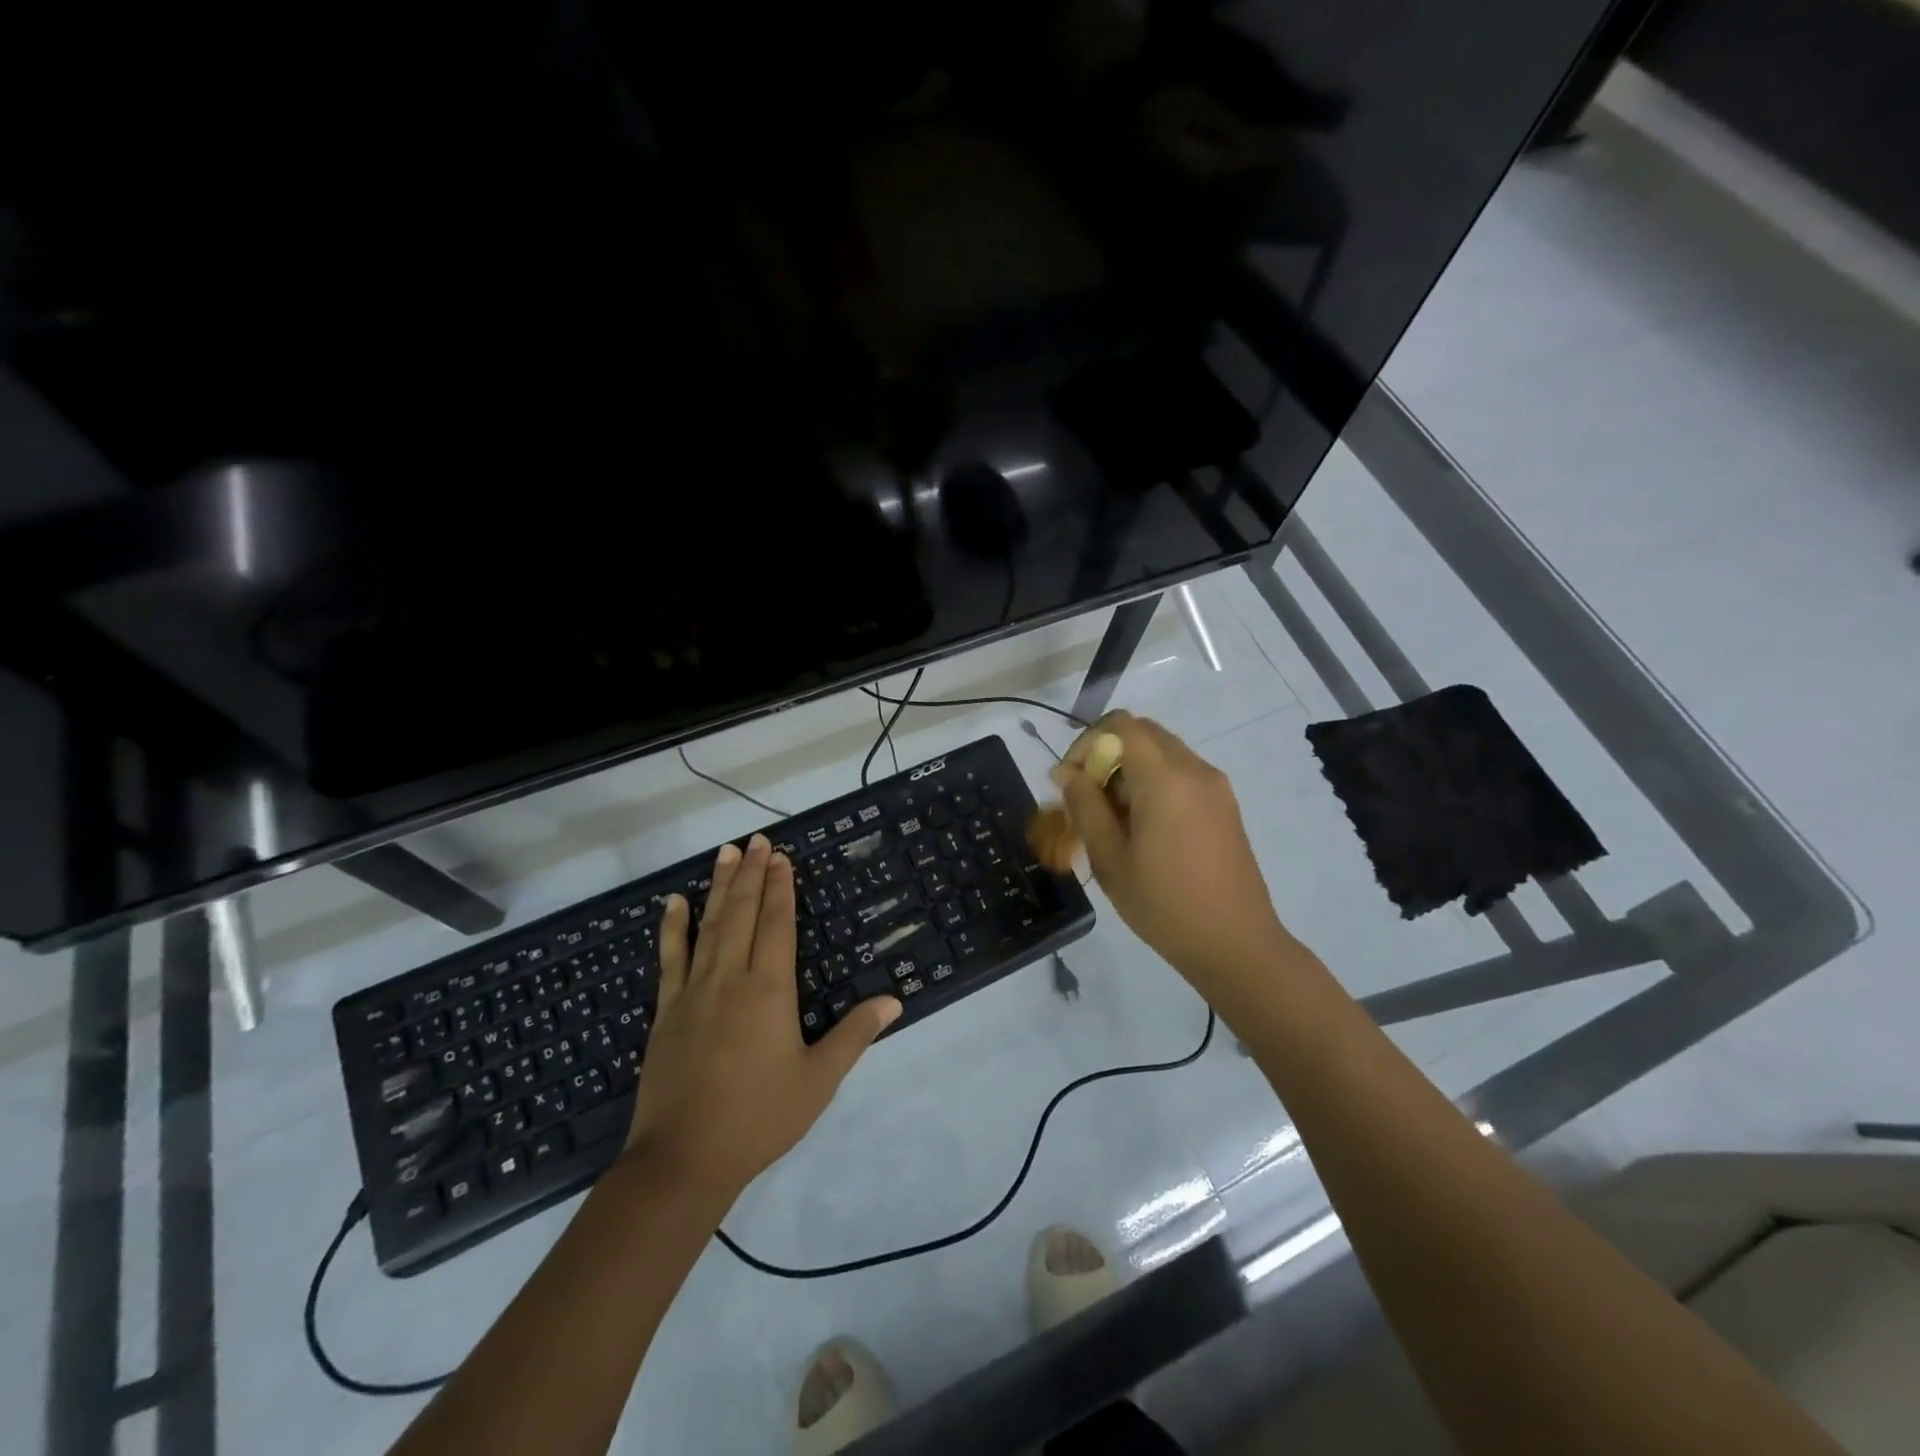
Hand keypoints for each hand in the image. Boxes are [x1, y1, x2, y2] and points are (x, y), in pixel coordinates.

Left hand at [624, 834, 900, 1203]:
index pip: (777, 925)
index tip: (782, 857)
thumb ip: (855, 1035)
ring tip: (725, 852)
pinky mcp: (666, 1011)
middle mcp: (731, 979)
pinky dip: (672, 927)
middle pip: (742, 914)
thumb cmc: (760, 1118)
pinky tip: (673, 902)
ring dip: (718, 887)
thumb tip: (894, 1000)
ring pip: (708, 926)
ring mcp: (693, 992)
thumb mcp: (819, 1080)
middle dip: (751, 874)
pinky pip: (670, 959)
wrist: (683, 1159)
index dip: (781, 888)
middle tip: (756, 839)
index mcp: (770, 991)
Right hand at [1054, 712, 1291, 991]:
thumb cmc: (1164, 905)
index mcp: (1166, 779)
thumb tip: (1067, 772)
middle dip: (1106, 754)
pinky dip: (1152, 783)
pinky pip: (1180, 774)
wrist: (1236, 945)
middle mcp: (1195, 770)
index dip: (1086, 743)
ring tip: (1110, 818)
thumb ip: (1085, 806)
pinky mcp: (1224, 805)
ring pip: (1161, 753)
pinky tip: (1141, 827)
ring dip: (1128, 769)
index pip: (1120, 726)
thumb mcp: (1110, 858)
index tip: (1069, 781)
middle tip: (1086, 797)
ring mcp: (1215, 786)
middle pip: (1142, 733)